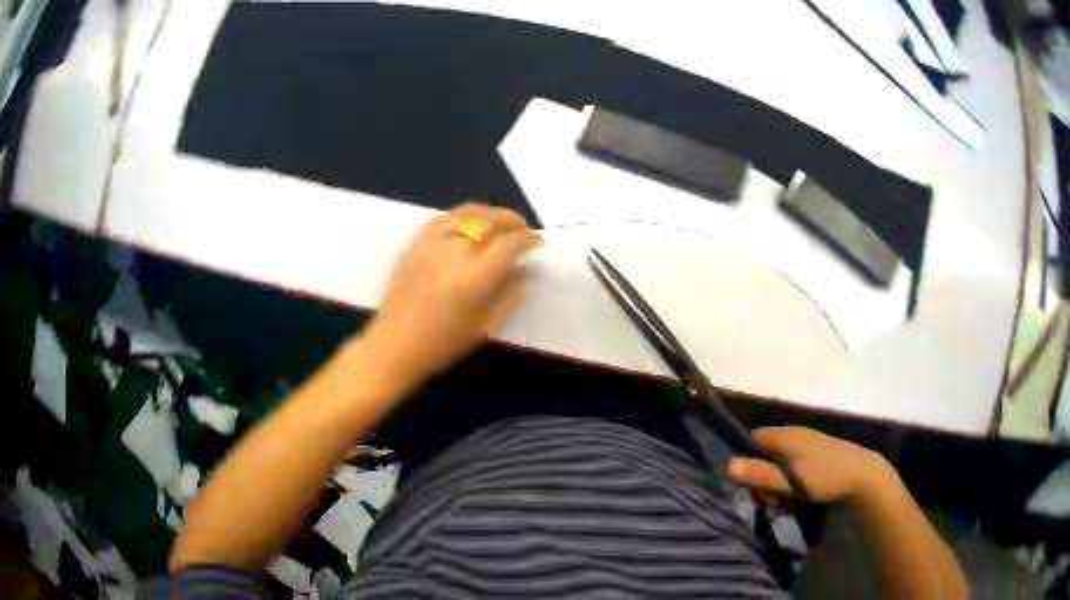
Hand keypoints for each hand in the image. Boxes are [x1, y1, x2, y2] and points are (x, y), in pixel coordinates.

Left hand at [360, 203, 542, 393]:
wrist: (394, 345)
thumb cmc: (442, 344)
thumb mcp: (485, 326)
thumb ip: (509, 294)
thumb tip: (522, 269)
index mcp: (473, 278)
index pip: (509, 244)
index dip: (528, 239)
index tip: (538, 241)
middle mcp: (452, 253)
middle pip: (489, 221)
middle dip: (511, 221)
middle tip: (522, 229)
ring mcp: (430, 244)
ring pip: (466, 214)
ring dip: (489, 214)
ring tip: (500, 222)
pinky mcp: (414, 244)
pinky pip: (442, 218)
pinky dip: (461, 216)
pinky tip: (469, 223)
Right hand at [726, 426, 896, 505]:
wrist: (863, 477)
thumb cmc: (824, 477)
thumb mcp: (790, 481)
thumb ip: (761, 474)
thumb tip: (727, 465)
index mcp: (786, 435)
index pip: (751, 439)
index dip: (745, 460)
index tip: (749, 485)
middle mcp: (794, 434)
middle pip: (763, 453)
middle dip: (761, 478)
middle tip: (769, 499)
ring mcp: (806, 443)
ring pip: (778, 462)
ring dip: (775, 482)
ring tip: (783, 501)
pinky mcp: (815, 454)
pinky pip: (791, 465)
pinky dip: (788, 480)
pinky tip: (796, 495)